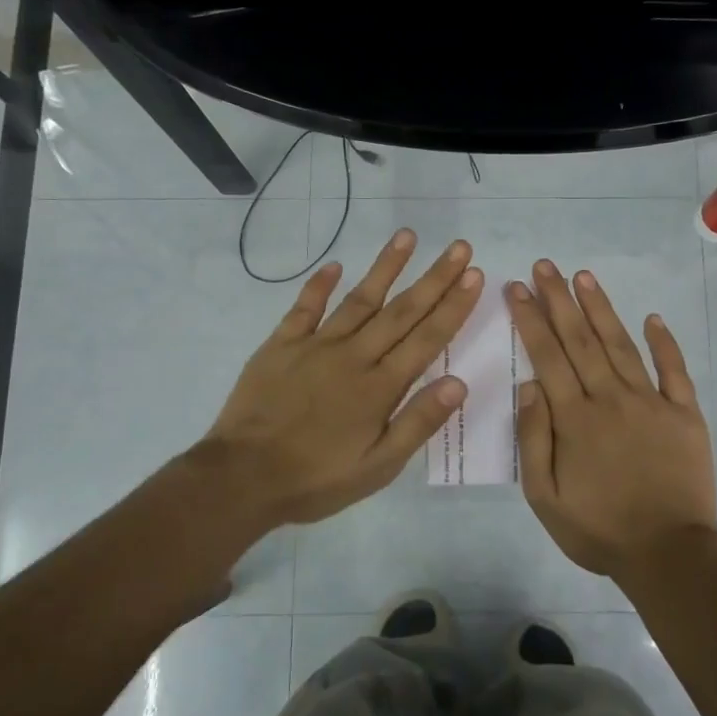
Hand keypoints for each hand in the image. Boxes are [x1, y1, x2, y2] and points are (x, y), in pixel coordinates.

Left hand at [198, 229, 483, 525]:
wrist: (242, 477)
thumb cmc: (316, 478)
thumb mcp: (378, 467)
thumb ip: (417, 423)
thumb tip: (459, 383)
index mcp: (380, 386)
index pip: (427, 338)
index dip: (453, 306)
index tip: (475, 275)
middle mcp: (354, 356)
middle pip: (401, 311)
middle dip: (434, 278)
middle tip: (460, 247)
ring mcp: (315, 346)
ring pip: (359, 299)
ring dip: (385, 267)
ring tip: (408, 237)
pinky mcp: (281, 345)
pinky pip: (304, 308)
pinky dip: (319, 285)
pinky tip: (334, 265)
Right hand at [506, 260, 716, 580]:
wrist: (668, 554)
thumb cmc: (599, 529)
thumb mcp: (545, 497)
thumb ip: (534, 438)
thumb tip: (528, 385)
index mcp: (575, 418)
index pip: (548, 356)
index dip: (531, 319)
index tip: (518, 288)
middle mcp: (611, 398)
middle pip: (581, 340)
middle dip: (559, 300)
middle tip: (545, 266)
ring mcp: (652, 402)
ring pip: (621, 345)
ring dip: (601, 309)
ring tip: (584, 277)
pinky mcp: (685, 414)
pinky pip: (674, 371)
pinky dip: (664, 343)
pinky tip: (652, 318)